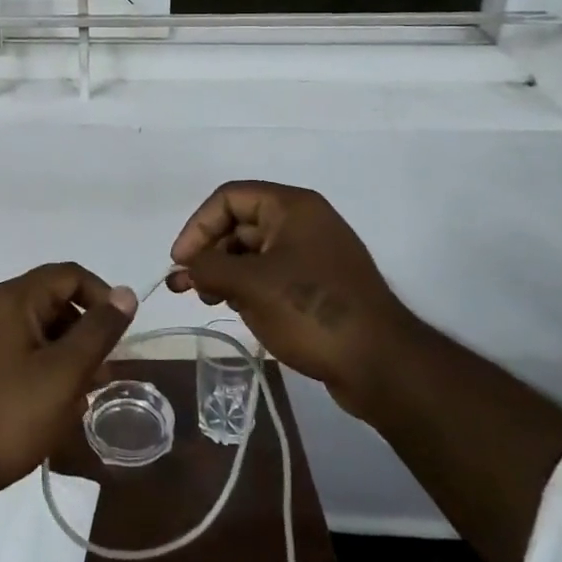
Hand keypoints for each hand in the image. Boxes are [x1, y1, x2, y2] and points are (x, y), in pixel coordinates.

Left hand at [0, 263, 137, 497]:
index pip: (68, 275)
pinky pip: (12, 352)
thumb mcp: (64, 374)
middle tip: (104, 375)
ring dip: (63, 356)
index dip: (102, 297)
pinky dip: (37, 368)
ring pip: (32, 331)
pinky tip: (49, 406)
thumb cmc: (7, 417)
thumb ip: (98, 331)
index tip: (120, 336)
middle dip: (83, 333)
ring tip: (81, 398)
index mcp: (10, 299)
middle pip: (50, 302)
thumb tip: (126, 293)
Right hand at [168, 181, 413, 418]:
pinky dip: (247, 286)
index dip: (198, 225)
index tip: (181, 261)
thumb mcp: (249, 285)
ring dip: (225, 272)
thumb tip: (187, 267)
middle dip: (209, 252)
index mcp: (292, 207)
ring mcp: (313, 254)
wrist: (381, 364)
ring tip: (210, 300)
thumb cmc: (311, 310)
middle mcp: (304, 222)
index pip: (229, 198)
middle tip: (187, 286)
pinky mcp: (318, 285)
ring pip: (253, 251)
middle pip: (240, 223)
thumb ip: (208, 267)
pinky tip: (237, 308)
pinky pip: (271, 273)